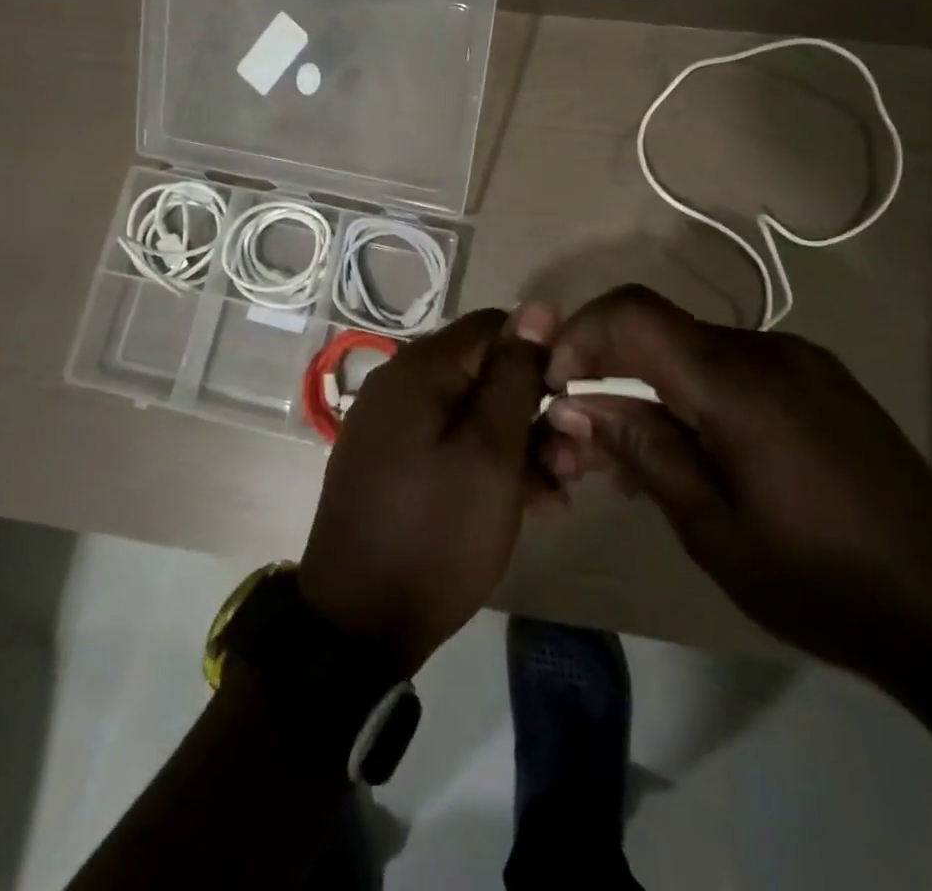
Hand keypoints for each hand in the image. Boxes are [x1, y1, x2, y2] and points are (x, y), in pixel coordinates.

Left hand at [297, 303, 557, 673]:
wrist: (358, 625)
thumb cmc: (436, 532)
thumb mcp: (492, 452)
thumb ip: (515, 375)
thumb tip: (538, 306)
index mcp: (420, 369)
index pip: (494, 326)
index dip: (540, 355)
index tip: (571, 401)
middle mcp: (400, 384)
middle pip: (483, 372)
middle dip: (534, 409)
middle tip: (574, 460)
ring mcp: (392, 425)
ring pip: (471, 412)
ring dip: (519, 442)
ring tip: (560, 490)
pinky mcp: (392, 462)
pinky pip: (449, 443)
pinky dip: (488, 462)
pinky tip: (528, 502)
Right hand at [543, 286, 931, 687]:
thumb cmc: (821, 581)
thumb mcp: (712, 529)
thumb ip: (643, 451)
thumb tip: (577, 405)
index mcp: (738, 384)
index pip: (635, 314)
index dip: (581, 334)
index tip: (557, 386)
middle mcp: (768, 350)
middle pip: (661, 333)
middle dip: (610, 373)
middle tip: (587, 443)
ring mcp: (802, 360)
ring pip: (696, 350)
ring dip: (653, 388)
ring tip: (639, 461)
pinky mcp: (824, 380)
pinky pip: (737, 367)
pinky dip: (697, 394)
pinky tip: (698, 451)